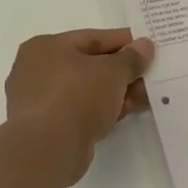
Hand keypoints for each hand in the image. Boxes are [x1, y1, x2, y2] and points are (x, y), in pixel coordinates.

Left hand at [4, 28, 155, 183]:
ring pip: (86, 90)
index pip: (92, 38)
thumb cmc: (76, 97)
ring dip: (115, 92)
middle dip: (122, 71)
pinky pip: (80, 110)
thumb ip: (131, 58)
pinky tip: (126, 112)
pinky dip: (102, 110)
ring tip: (145, 97)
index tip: (148, 47)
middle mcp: (36, 69)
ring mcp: (39, 100)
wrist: (47, 150)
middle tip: (150, 75)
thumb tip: (144, 45)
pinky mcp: (46, 127)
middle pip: (89, 65)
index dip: (124, 42)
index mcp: (46, 46)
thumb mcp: (112, 72)